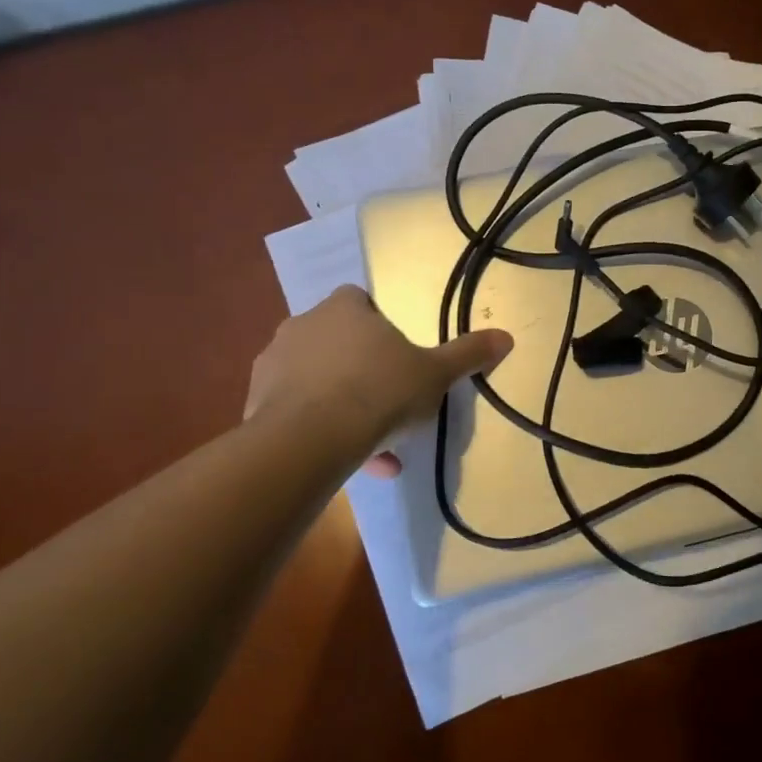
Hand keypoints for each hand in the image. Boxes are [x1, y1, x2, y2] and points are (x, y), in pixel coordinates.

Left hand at [245, 285, 511, 474]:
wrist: (310, 439)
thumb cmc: (380, 391)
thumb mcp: (436, 374)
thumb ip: (468, 354)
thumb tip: (507, 336)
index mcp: (344, 309)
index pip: (360, 300)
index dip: (378, 325)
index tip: (397, 356)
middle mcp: (303, 326)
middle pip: (337, 342)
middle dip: (361, 370)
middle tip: (389, 403)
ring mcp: (273, 364)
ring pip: (315, 380)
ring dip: (341, 405)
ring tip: (373, 446)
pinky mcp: (254, 404)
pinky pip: (295, 411)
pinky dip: (318, 430)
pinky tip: (344, 460)